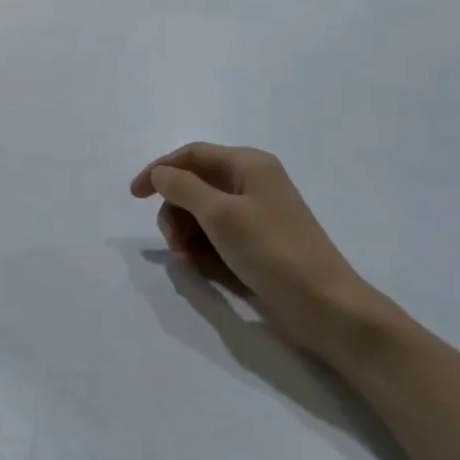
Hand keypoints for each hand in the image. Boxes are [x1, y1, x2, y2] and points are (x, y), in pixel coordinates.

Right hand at [130, 142, 383, 354]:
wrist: (325, 305)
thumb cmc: (272, 251)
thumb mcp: (220, 215)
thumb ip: (183, 187)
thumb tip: (159, 173)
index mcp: (248, 164)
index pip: (191, 155)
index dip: (159, 170)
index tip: (134, 196)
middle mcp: (253, 182)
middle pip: (195, 184)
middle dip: (175, 209)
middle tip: (172, 242)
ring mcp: (258, 212)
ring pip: (203, 211)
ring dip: (187, 231)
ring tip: (187, 258)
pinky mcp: (260, 241)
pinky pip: (219, 233)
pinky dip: (204, 245)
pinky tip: (203, 265)